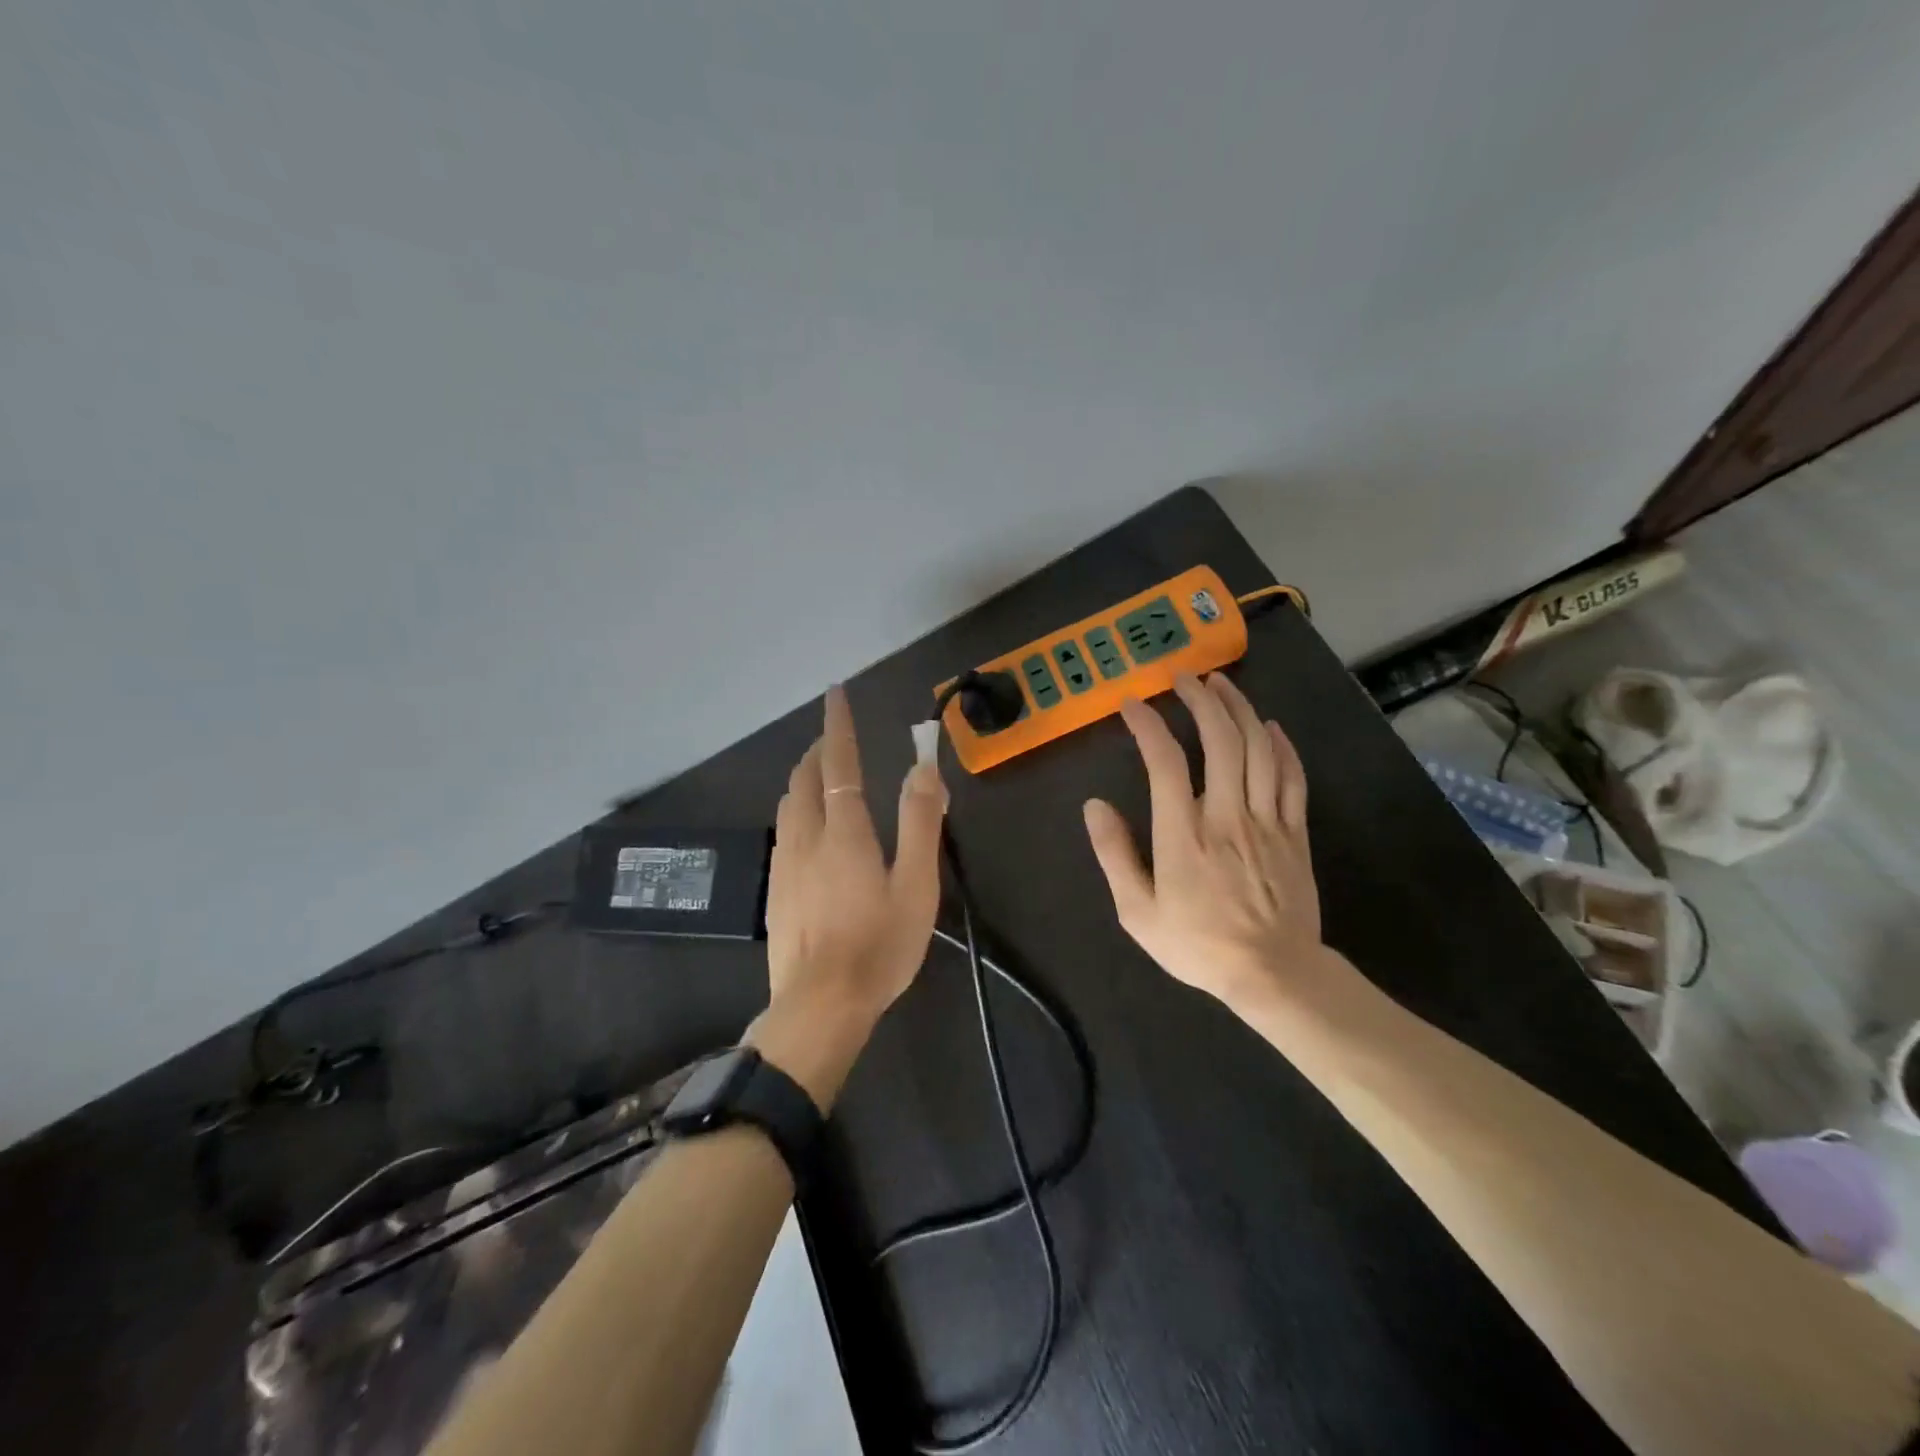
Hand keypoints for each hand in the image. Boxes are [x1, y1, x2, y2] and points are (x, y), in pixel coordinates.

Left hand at [755, 686, 946, 1086]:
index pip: (837, 764)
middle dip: (819, 751)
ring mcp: (784, 864)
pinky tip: (808, 829)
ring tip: (824, 776)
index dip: (837, 726)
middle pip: (805, 779)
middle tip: (837, 739)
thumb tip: (923, 768)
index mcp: (844, 832)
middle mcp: (806, 838)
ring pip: (788, 804)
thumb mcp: (915, 885)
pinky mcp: (775, 889)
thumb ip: (920, 822)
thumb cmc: (879, 946)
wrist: (820, 1006)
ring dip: (805, 779)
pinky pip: (783, 831)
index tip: (835, 694)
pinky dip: (796, 809)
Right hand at [1083, 673, 1327, 1012]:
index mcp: (1184, 835)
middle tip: (1184, 678)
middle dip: (1201, 701)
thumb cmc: (1198, 945)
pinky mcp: (1295, 832)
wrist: (1274, 974)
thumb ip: (1115, 855)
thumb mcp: (1138, 913)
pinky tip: (1268, 726)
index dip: (1148, 725)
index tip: (1132, 704)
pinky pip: (1292, 777)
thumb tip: (1094, 806)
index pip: (1166, 762)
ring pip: (1259, 750)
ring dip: (1240, 710)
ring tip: (1222, 684)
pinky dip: (1281, 745)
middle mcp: (1227, 816)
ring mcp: (1268, 821)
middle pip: (1221, 741)